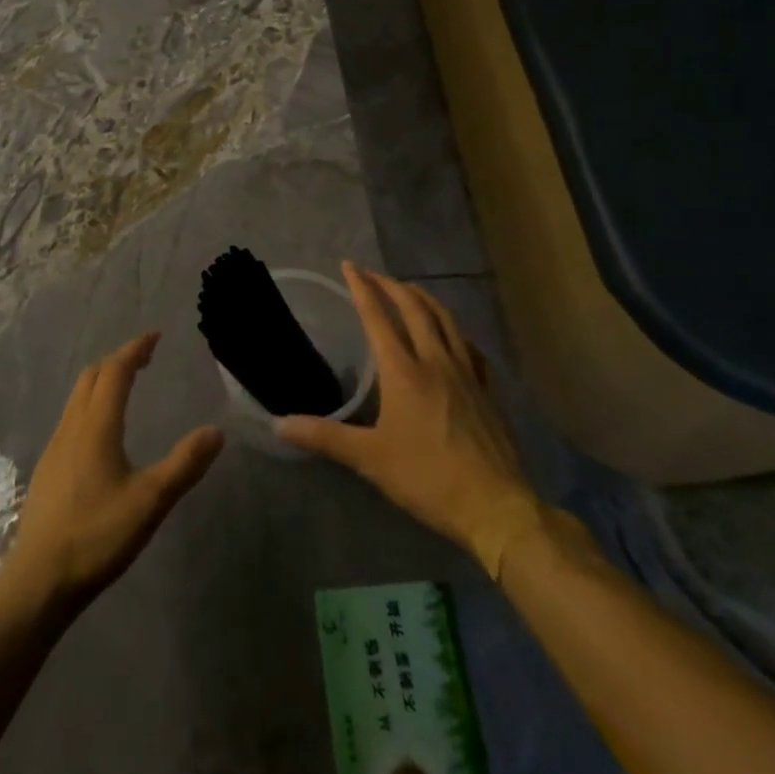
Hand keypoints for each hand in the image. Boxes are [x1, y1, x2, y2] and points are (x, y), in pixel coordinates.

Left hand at [1, 332, 223, 613]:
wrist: (38, 581)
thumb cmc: (96, 536)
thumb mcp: (150, 502)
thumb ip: (184, 465)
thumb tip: (217, 432)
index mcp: (97, 426)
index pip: (115, 371)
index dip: (134, 349)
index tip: (154, 336)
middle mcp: (72, 427)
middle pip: (92, 377)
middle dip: (118, 360)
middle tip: (144, 358)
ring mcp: (55, 447)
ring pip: (78, 397)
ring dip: (101, 380)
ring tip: (125, 386)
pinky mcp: (48, 469)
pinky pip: (71, 417)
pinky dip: (90, 404)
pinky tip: (100, 431)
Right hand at [278, 264, 544, 576]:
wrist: (496, 507)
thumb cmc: (428, 478)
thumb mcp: (370, 459)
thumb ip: (324, 437)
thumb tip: (278, 425)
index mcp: (404, 371)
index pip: (378, 318)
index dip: (362, 289)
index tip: (350, 266)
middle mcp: (435, 361)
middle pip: (414, 309)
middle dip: (392, 286)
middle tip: (374, 275)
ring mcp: (467, 373)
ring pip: (446, 320)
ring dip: (424, 299)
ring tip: (410, 290)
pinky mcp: (488, 390)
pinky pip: (470, 348)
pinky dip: (456, 331)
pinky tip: (454, 337)